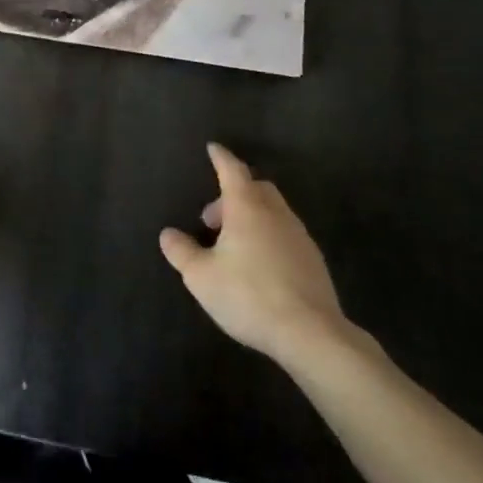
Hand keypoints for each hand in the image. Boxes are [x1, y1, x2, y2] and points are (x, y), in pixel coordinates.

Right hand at [159, 143, 354, 370]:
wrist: (311, 334)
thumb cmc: (249, 295)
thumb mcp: (201, 277)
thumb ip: (181, 252)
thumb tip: (168, 234)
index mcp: (247, 207)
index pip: (231, 170)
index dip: (220, 158)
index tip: (213, 148)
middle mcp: (275, 213)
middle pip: (256, 187)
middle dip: (233, 193)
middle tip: (213, 218)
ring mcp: (299, 237)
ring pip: (274, 211)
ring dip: (252, 217)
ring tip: (233, 245)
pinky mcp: (314, 262)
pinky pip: (286, 235)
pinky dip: (269, 237)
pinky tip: (260, 266)